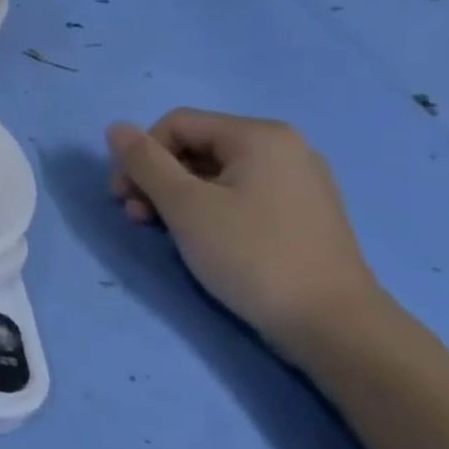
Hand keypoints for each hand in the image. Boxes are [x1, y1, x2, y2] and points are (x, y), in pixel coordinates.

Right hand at [105, 109, 384, 359]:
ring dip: (174, 196)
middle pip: (194, 146)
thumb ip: (145, 162)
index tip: (122, 197)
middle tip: (136, 216)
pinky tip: (196, 237)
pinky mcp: (298, 213)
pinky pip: (237, 194)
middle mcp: (282, 148)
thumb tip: (116, 128)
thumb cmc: (252, 255)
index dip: (140, 156)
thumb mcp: (185, 205)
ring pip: (212, 173)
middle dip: (155, 177)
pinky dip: (206, 208)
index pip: (175, 124)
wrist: (332, 324)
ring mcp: (295, 181)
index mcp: (259, 136)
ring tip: (158, 229)